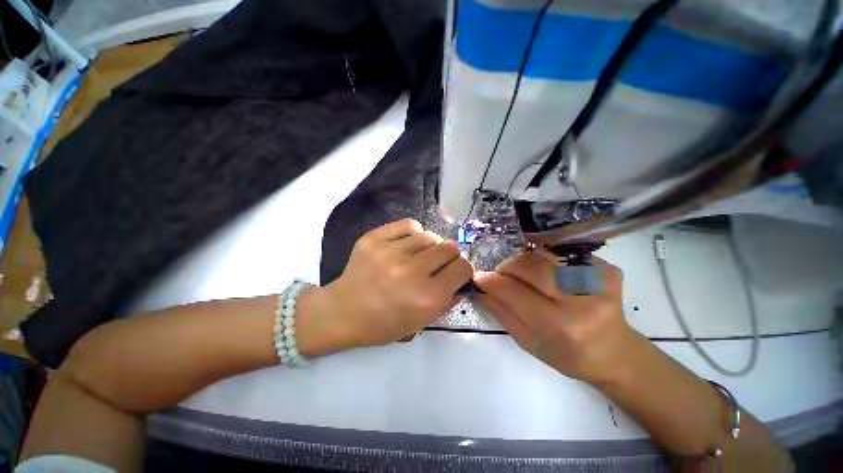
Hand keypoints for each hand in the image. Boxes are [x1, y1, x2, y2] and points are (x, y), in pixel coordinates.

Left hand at [321, 219, 472, 346]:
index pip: (463, 268)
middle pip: (450, 248)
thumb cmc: (382, 324)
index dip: (462, 270)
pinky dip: (413, 233)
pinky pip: (409, 225)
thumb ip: (446, 302)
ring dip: (430, 246)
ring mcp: (391, 252)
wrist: (342, 312)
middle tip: (438, 263)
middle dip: (449, 256)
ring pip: (430, 235)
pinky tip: (407, 244)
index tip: (455, 272)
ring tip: (420, 255)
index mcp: (427, 297)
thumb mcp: (420, 323)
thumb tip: (461, 281)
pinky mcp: (375, 238)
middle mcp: (412, 272)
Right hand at [474, 252, 641, 384]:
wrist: (614, 353)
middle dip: (507, 268)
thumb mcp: (528, 342)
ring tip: (524, 276)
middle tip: (502, 276)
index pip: (513, 291)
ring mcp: (596, 280)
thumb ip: (502, 313)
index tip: (479, 277)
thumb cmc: (567, 355)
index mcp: (559, 325)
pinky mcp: (605, 269)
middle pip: (528, 266)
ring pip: (542, 255)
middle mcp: (579, 300)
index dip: (491, 281)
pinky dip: (546, 261)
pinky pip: (561, 254)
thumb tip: (481, 289)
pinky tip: (548, 275)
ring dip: (525, 263)